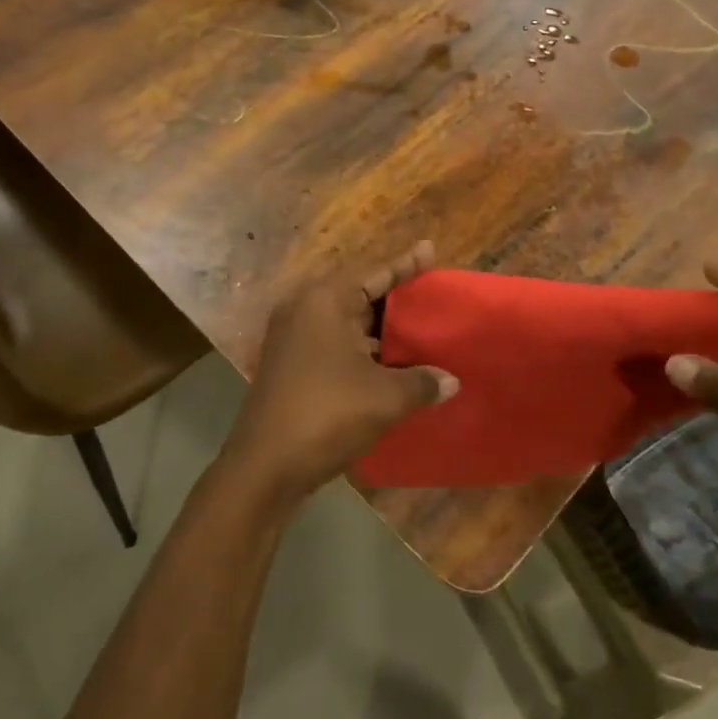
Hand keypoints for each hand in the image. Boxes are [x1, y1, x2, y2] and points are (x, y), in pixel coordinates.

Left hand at [226, 241, 458, 505]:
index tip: (429, 250)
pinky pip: (337, 346)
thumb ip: (422, 382)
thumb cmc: (326, 415)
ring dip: (382, 331)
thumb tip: (452, 381)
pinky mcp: (292, 367)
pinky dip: (365, 351)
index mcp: (324, 302)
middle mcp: (305, 311)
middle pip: (360, 296)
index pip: (374, 273)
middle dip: (396, 299)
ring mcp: (294, 340)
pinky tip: (394, 365)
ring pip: (348, 324)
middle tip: (433, 296)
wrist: (264, 468)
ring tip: (422, 331)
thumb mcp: (384, 397)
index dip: (405, 265)